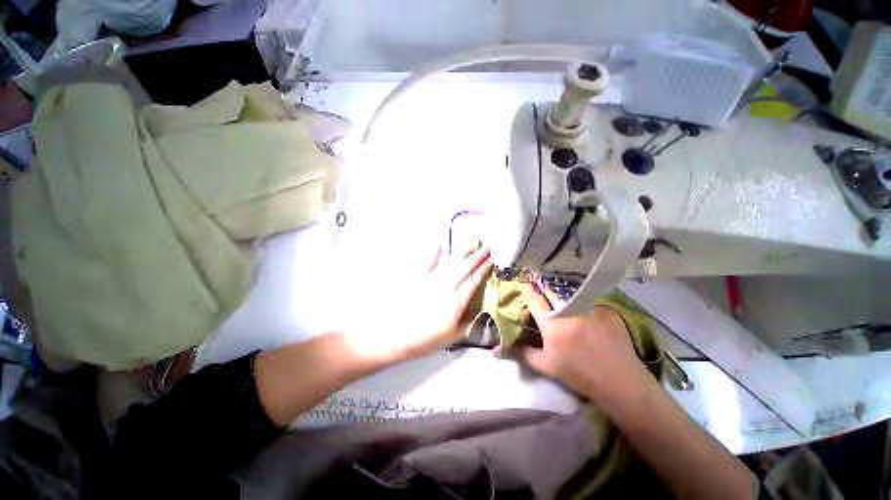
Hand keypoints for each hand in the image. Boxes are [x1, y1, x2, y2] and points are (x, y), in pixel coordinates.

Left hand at [346, 246, 491, 362]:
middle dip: (478, 255)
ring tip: (472, 242)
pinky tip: (440, 245)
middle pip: (465, 267)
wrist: (394, 335)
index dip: (485, 269)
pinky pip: (429, 262)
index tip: (493, 259)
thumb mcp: (452, 337)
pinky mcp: (418, 278)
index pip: (474, 280)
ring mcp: (431, 279)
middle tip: (488, 246)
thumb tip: (482, 312)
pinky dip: (434, 253)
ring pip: (450, 262)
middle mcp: (446, 285)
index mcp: (456, 300)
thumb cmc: (425, 339)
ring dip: (462, 251)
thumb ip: (469, 323)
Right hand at [517, 282, 648, 398]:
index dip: (527, 287)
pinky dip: (581, 300)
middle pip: (551, 288)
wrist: (620, 382)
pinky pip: (588, 299)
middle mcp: (570, 312)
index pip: (534, 298)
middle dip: (542, 282)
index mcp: (553, 325)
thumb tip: (500, 348)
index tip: (523, 281)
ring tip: (559, 290)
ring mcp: (591, 308)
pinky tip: (583, 306)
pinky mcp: (607, 309)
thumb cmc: (579, 375)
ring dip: (561, 288)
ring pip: (570, 290)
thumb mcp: (546, 366)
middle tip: (538, 279)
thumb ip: (523, 353)